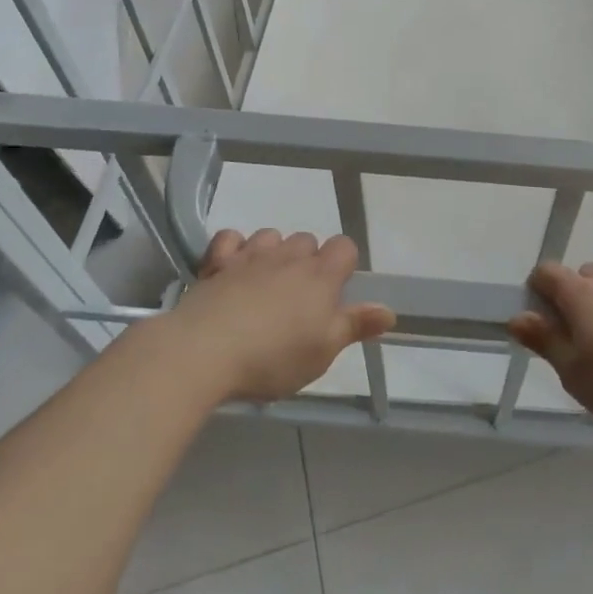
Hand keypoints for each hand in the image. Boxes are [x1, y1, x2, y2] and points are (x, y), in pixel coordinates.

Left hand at [165, 229, 395, 402]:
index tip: (335, 291)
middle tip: (299, 299)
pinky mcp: (217, 263)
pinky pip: (231, 239)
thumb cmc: (272, 358)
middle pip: (308, 240)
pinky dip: (235, 248)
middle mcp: (289, 258)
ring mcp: (251, 256)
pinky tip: (233, 268)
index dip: (344, 263)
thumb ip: (355, 326)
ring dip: (274, 252)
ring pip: (272, 236)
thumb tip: (390, 311)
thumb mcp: (322, 352)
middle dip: (308, 260)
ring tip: (266, 284)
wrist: (202, 353)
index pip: (344, 246)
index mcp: (320, 277)